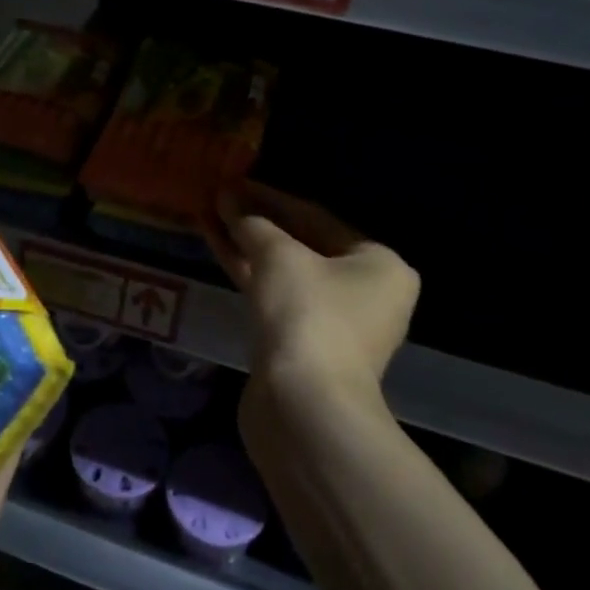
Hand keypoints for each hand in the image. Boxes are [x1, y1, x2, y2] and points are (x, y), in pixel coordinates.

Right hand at [209, 181, 419, 396]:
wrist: (304, 406)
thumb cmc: (307, 314)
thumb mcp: (279, 256)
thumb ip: (254, 224)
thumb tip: (229, 201)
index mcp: (379, 264)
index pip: (317, 217)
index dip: (271, 198)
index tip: (236, 183)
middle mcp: (366, 292)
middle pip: (303, 245)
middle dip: (258, 223)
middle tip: (220, 200)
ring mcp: (335, 323)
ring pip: (285, 272)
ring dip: (248, 247)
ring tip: (210, 217)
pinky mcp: (304, 345)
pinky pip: (275, 297)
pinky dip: (249, 274)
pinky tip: (219, 248)